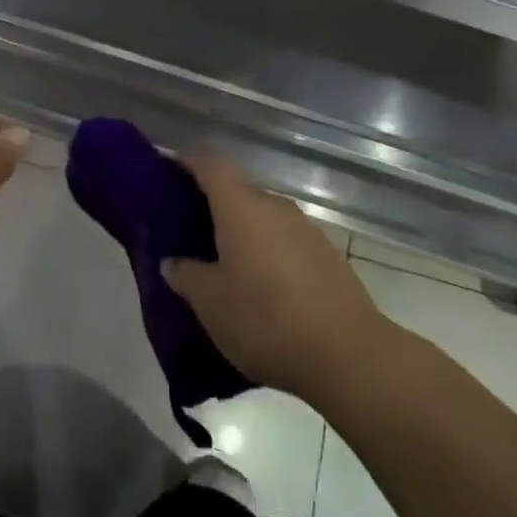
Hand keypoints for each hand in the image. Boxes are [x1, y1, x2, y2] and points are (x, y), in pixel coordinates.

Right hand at [161, 153, 388, 406]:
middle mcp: (274, 207)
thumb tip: (171, 262)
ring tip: (222, 260)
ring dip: (242, 230)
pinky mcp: (326, 256)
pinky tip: (259, 284)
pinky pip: (285, 240)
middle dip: (212, 203)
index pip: (211, 164)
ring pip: (263, 217)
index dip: (188, 161)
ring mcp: (306, 230)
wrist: (347, 354)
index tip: (168, 169)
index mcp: (241, 208)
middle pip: (238, 190)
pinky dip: (266, 250)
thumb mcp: (210, 302)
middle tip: (188, 228)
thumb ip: (186, 275)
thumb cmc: (264, 319)